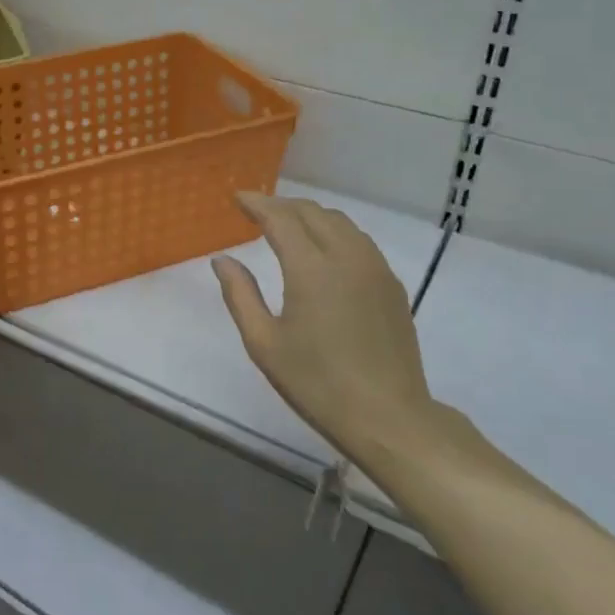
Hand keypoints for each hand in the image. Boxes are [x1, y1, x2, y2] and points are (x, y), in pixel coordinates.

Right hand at [212, 193, 434, 454]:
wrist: (388, 417)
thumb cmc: (316, 383)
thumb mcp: (263, 343)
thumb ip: (240, 295)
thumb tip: (222, 259)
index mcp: (311, 269)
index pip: (281, 218)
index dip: (257, 203)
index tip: (237, 197)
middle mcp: (346, 257)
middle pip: (313, 212)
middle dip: (282, 205)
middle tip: (257, 210)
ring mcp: (375, 269)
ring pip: (340, 222)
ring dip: (310, 215)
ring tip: (288, 225)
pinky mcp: (392, 285)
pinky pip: (359, 241)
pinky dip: (334, 232)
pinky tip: (324, 250)